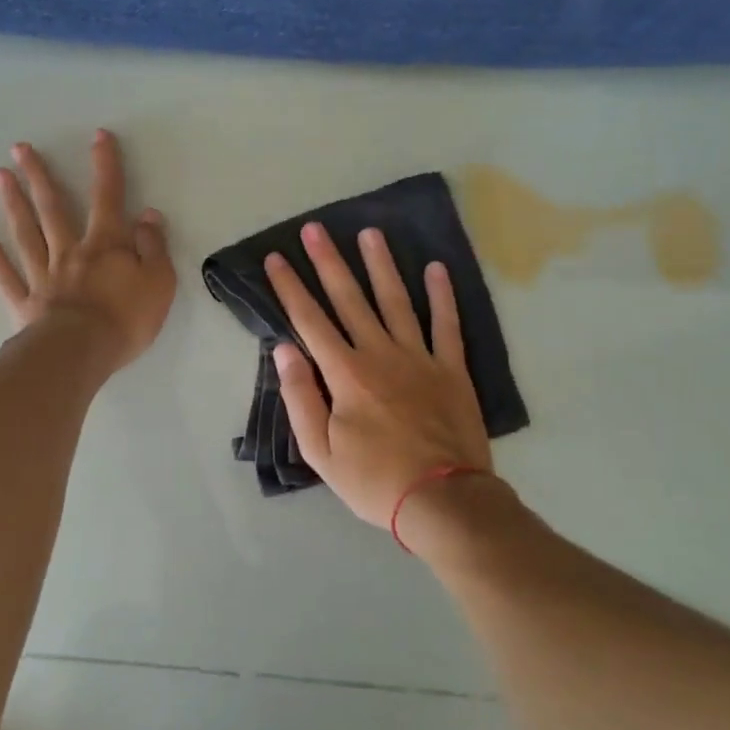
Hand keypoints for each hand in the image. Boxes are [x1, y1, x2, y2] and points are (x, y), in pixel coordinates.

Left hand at [0, 130, 175, 371]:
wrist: (81, 353)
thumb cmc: (125, 319)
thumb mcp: (159, 282)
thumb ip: (153, 247)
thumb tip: (148, 215)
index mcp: (105, 245)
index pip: (108, 198)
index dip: (105, 166)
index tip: (98, 136)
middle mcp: (70, 252)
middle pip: (53, 208)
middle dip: (39, 176)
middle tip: (19, 148)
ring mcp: (43, 276)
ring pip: (26, 234)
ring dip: (13, 204)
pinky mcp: (25, 303)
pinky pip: (7, 276)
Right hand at [264, 223, 491, 529]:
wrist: (443, 500)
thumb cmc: (374, 480)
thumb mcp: (321, 451)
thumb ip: (301, 397)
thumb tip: (284, 350)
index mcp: (345, 375)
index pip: (310, 321)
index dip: (290, 288)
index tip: (277, 258)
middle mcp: (380, 354)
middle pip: (350, 300)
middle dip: (329, 262)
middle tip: (315, 229)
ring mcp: (420, 358)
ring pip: (397, 301)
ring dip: (381, 266)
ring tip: (370, 233)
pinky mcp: (452, 369)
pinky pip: (447, 325)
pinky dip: (443, 296)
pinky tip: (436, 269)